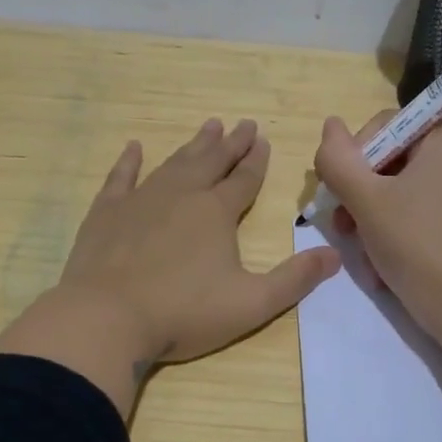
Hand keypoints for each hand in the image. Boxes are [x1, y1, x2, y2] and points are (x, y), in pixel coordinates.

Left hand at [0, 119, 339, 415]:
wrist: (107, 318)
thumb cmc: (183, 313)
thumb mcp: (251, 303)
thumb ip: (295, 279)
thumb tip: (335, 254)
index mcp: (216, 213)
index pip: (244, 179)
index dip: (256, 160)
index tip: (263, 139)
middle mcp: (182, 195)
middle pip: (211, 162)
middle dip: (230, 143)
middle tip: (242, 123)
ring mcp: (141, 200)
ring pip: (173, 163)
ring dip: (193, 145)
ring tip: (208, 126)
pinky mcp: (107, 213)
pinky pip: (121, 177)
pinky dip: (129, 161)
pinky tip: (134, 148)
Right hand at [312, 111, 441, 347]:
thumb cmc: (414, 244)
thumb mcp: (365, 199)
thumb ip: (338, 159)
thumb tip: (330, 124)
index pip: (384, 127)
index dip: (352, 157)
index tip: (338, 194)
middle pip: (392, 160)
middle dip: (360, 193)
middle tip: (342, 226)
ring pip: (402, 189)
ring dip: (372, 216)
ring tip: (359, 248)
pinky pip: (421, 210)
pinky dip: (397, 229)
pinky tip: (382, 260)